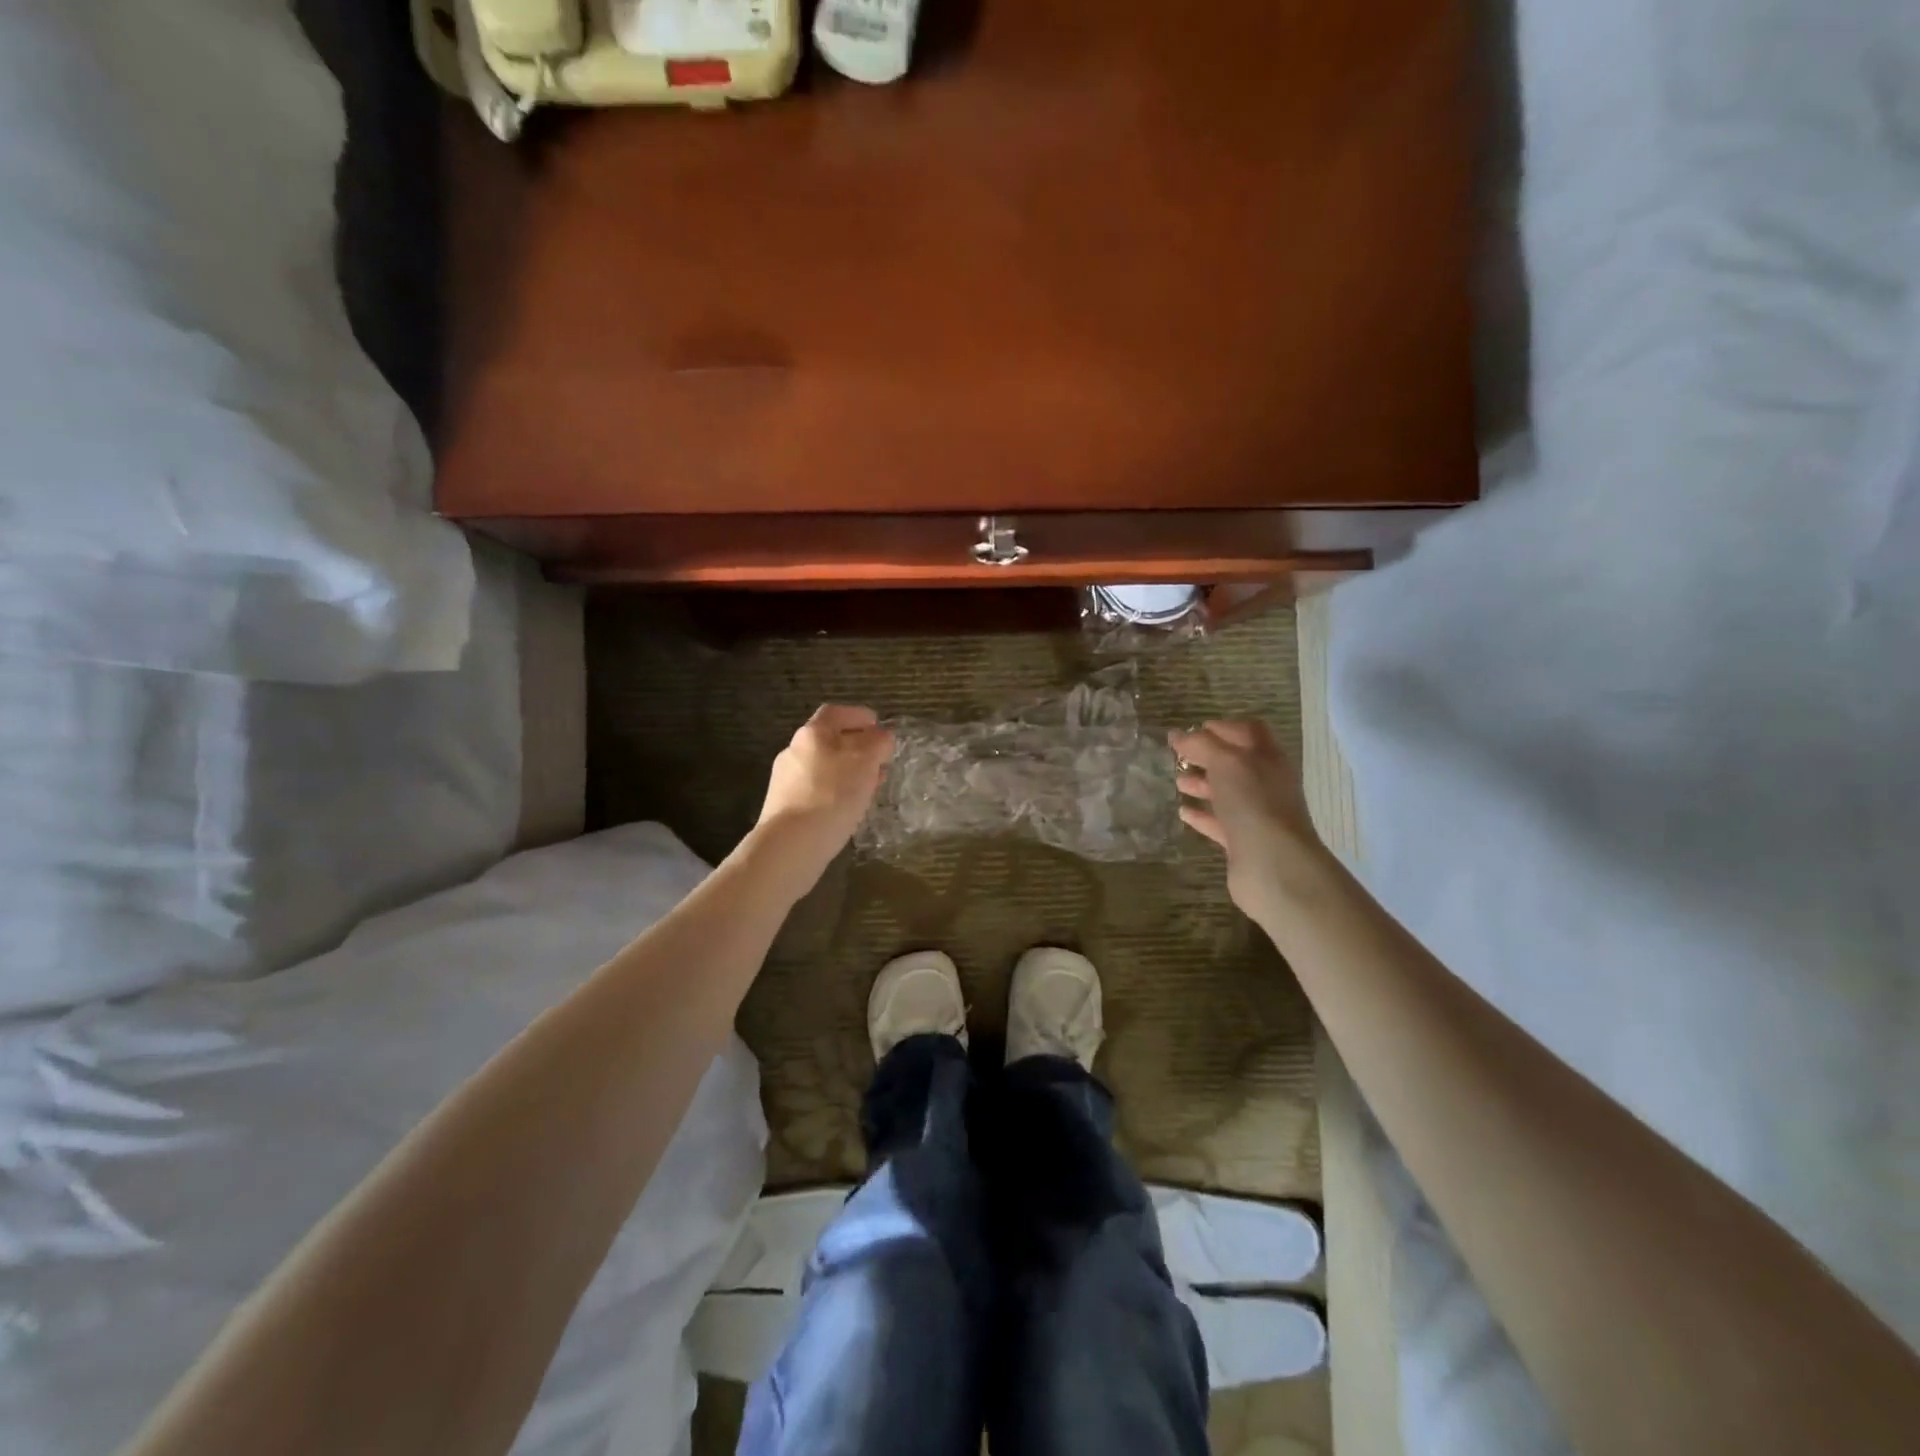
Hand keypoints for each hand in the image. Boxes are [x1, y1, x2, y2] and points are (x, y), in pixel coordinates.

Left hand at [753, 704, 895, 874]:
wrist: (791, 845)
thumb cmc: (832, 795)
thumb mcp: (865, 763)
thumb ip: (877, 743)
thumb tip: (883, 735)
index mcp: (812, 734)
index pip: (836, 713)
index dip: (859, 716)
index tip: (879, 726)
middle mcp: (794, 751)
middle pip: (829, 741)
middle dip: (857, 747)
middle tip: (881, 759)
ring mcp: (786, 781)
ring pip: (824, 767)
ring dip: (848, 771)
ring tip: (871, 785)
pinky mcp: (785, 807)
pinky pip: (817, 790)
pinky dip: (837, 791)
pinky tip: (850, 807)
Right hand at [1170, 721, 1327, 918]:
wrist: (1274, 865)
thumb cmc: (1253, 803)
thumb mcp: (1226, 763)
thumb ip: (1201, 745)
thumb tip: (1176, 735)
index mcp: (1268, 758)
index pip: (1248, 731)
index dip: (1222, 727)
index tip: (1192, 730)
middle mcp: (1265, 783)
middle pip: (1235, 762)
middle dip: (1207, 756)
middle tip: (1177, 756)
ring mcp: (1255, 814)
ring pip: (1226, 793)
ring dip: (1202, 784)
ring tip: (1177, 782)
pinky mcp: (1242, 842)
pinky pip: (1219, 823)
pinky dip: (1201, 815)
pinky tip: (1183, 812)